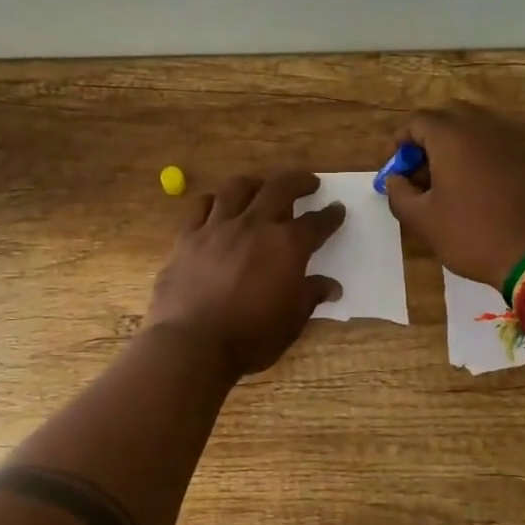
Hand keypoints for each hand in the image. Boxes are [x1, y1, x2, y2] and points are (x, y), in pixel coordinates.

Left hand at [145, 171, 345, 376]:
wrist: (193, 343)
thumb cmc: (250, 336)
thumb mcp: (291, 321)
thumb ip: (310, 296)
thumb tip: (331, 287)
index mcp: (287, 245)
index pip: (316, 223)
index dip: (330, 216)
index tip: (337, 209)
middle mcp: (255, 225)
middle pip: (280, 189)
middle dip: (299, 182)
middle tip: (308, 183)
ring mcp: (218, 227)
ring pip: (238, 188)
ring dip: (255, 184)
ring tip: (261, 187)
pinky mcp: (188, 236)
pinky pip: (201, 206)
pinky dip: (213, 201)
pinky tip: (218, 205)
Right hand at [384, 102, 524, 289]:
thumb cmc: (473, 234)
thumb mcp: (423, 221)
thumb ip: (399, 194)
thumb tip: (394, 180)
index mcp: (452, 136)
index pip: (417, 121)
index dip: (399, 142)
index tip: (395, 169)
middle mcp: (483, 128)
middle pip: (448, 117)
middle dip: (428, 138)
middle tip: (420, 171)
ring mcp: (513, 141)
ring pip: (475, 129)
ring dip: (455, 147)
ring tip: (447, 182)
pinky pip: (497, 146)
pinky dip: (480, 158)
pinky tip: (477, 190)